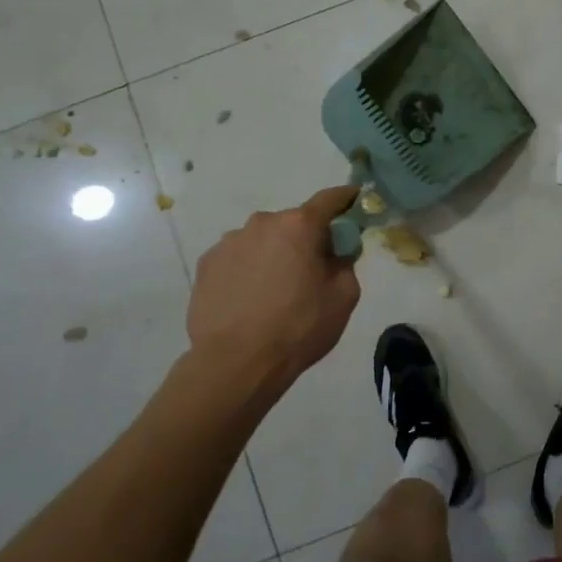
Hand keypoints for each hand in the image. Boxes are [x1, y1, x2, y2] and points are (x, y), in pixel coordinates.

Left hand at [183, 186, 361, 407]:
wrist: (237, 363)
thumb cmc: (299, 327)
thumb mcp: (344, 297)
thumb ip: (345, 263)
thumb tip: (335, 253)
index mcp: (299, 225)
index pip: (329, 199)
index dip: (346, 199)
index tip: (355, 201)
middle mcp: (261, 223)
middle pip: (292, 223)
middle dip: (305, 239)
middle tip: (311, 270)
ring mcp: (228, 242)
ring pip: (262, 240)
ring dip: (273, 255)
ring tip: (274, 292)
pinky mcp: (206, 264)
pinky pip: (237, 259)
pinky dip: (247, 270)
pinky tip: (249, 300)